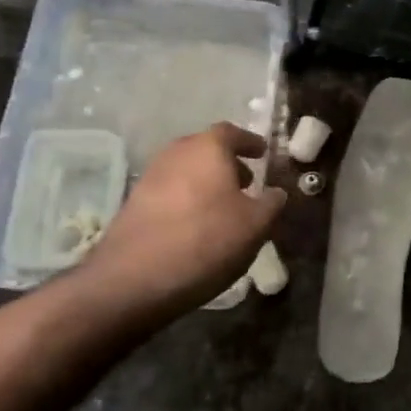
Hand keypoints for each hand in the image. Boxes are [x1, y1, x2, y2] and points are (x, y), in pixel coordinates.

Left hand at [81, 124, 285, 312]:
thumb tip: (276, 192)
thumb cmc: (206, 240)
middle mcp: (176, 153)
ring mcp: (150, 177)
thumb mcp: (255, 225)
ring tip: (224, 208)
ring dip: (206, 183)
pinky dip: (188, 200)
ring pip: (186, 171)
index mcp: (207, 147)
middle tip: (246, 183)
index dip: (249, 142)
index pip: (232, 132)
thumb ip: (271, 204)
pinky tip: (197, 226)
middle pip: (205, 149)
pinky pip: (170, 192)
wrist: (134, 278)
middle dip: (227, 163)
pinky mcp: (134, 204)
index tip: (262, 153)